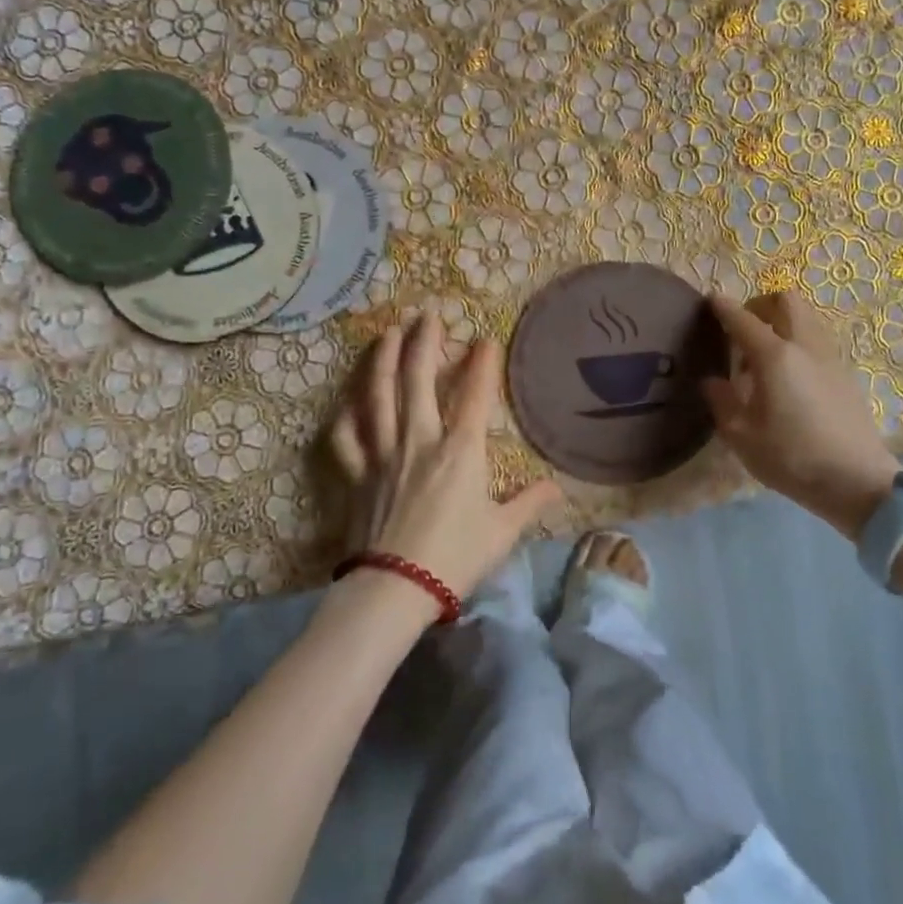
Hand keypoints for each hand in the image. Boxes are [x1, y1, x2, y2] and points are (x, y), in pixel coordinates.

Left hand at [329, 314, 563, 603]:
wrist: (395, 588)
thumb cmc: (455, 558)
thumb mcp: (502, 532)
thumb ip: (529, 503)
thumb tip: (557, 489)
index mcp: (460, 452)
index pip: (476, 396)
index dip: (483, 364)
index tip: (486, 338)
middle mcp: (420, 441)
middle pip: (418, 380)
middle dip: (424, 342)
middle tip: (427, 314)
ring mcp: (383, 454)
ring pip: (378, 396)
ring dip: (382, 360)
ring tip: (386, 333)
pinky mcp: (356, 475)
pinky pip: (345, 437)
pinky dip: (345, 415)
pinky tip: (348, 401)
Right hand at [702, 293, 900, 540]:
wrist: (857, 480)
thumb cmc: (792, 459)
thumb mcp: (742, 436)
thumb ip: (722, 401)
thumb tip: (712, 381)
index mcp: (775, 357)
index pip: (743, 319)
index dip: (724, 307)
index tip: (710, 300)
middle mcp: (804, 346)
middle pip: (785, 301)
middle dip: (760, 304)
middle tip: (742, 328)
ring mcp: (829, 357)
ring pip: (806, 317)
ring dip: (782, 322)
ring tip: (764, 356)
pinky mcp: (845, 373)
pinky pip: (817, 339)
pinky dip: (798, 341)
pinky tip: (788, 376)